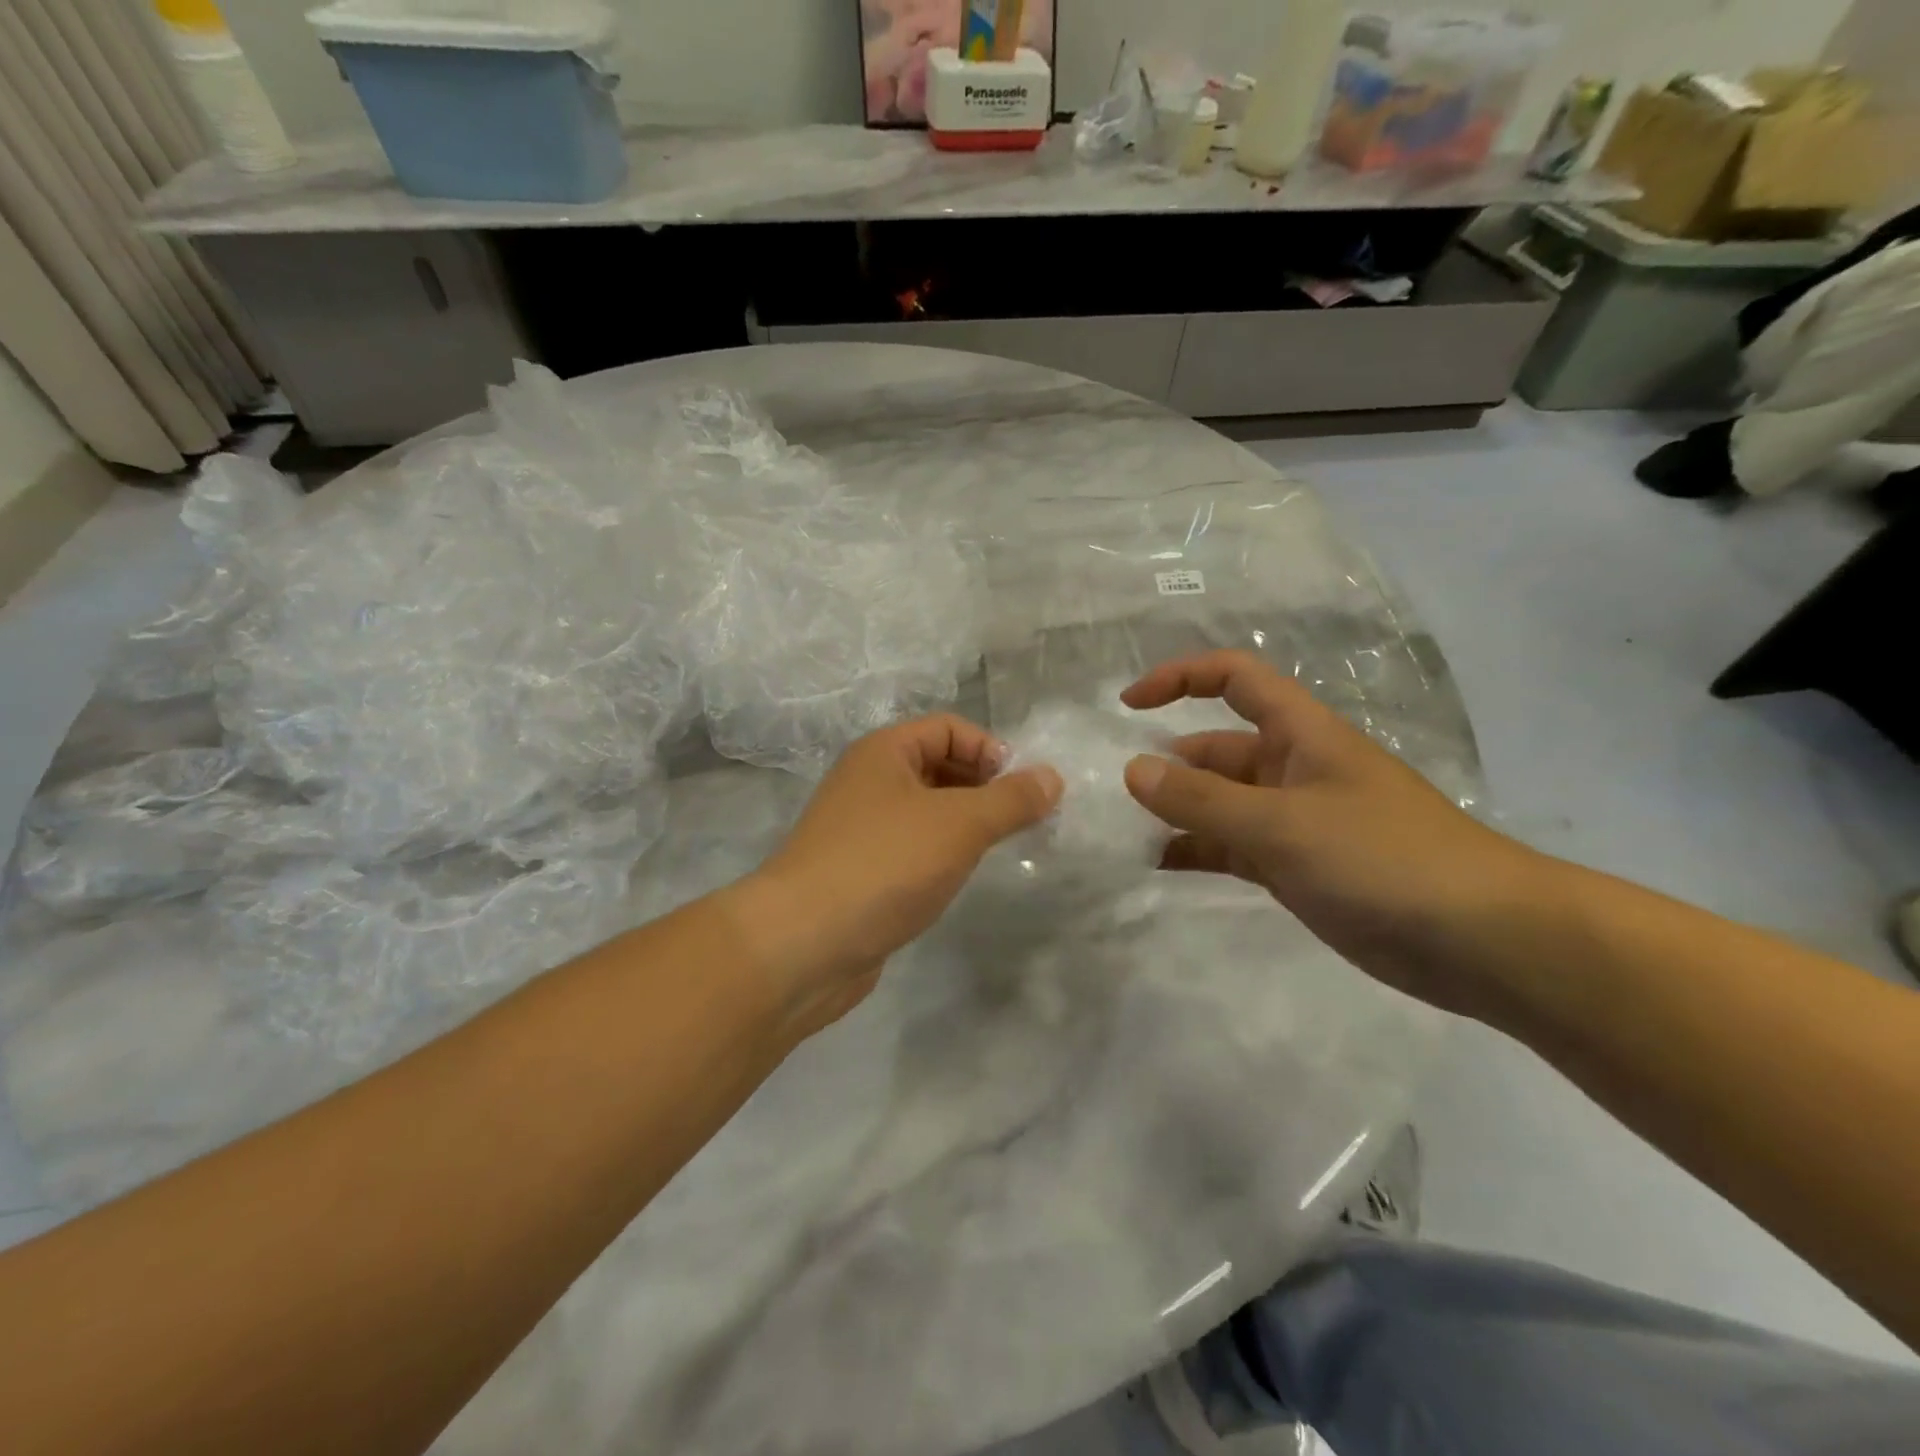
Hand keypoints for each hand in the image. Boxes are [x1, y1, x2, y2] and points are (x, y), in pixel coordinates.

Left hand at [740, 715, 1062, 1035]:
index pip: (949, 728)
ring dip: (964, 824)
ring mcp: (859, 829)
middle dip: (982, 788)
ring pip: (925, 811)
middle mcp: (868, 781)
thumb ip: (1011, 799)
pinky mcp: (858, 872)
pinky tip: (955, 879)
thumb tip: (1053, 776)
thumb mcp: (960, 824)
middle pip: (938, 766)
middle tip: (1018, 822)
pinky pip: (910, 848)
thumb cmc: (885, 865)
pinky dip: (939, 855)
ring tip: (995, 851)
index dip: (991, 750)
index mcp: (884, 752)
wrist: (803, 943)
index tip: (1023, 791)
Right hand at [1120, 651, 1551, 1019]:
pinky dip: (1196, 851)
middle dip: (1166, 763)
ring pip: (1220, 804)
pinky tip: (1158, 866)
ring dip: (1176, 813)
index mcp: (1301, 735)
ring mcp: (1295, 822)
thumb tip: (1131, 770)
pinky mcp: (1298, 868)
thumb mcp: (1283, 824)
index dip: (1179, 678)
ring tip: (1123, 834)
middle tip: (1111, 794)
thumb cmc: (1385, 859)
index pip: (1234, 680)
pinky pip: (1232, 848)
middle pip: (1216, 749)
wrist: (1486, 941)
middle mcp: (1293, 769)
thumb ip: (1202, 800)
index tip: (1128, 705)